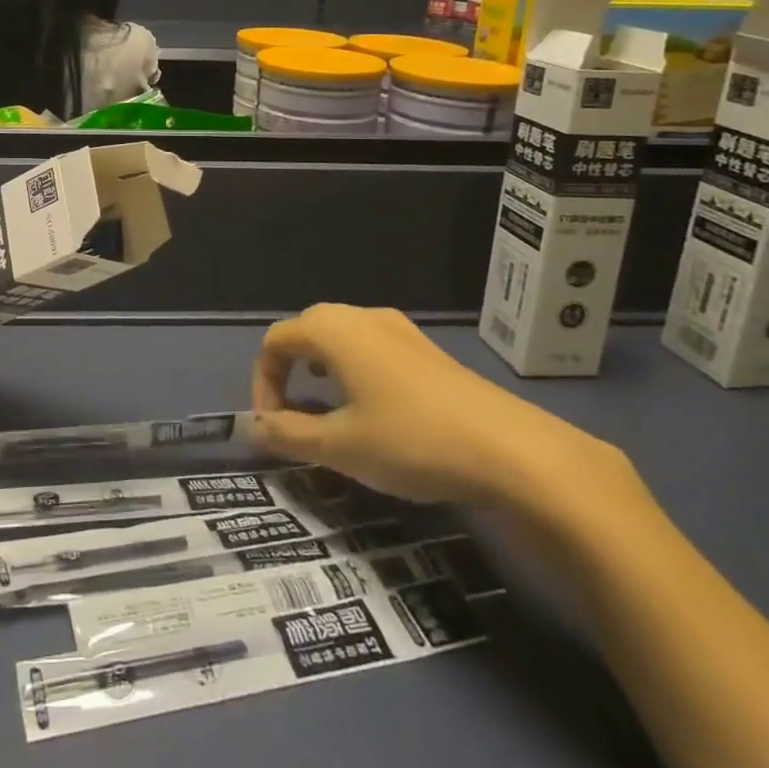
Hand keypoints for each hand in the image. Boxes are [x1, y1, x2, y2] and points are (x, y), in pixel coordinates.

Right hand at [252, 304, 613, 506]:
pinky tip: (372, 409)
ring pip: (341, 338)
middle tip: (291, 416)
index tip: (271, 427)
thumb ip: (290, 435)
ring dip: (320, 369)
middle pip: (306, 331)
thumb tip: (255, 428)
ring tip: (326, 410)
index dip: (263, 381)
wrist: (513, 450)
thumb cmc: (412, 440)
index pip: (276, 341)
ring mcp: (400, 330)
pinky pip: (371, 348)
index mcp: (333, 330)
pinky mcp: (427, 350)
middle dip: (288, 371)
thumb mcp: (341, 446)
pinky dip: (353, 371)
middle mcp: (362, 317)